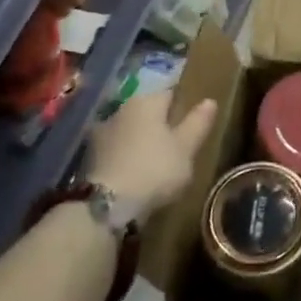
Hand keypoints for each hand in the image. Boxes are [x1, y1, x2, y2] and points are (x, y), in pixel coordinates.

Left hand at [84, 93, 217, 221]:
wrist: (107, 206)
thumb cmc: (155, 169)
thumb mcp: (186, 148)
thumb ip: (198, 123)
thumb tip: (209, 101)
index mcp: (147, 101)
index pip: (171, 94)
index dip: (183, 108)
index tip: (193, 126)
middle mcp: (123, 109)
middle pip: (149, 112)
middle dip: (161, 125)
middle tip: (177, 147)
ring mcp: (103, 132)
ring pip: (131, 130)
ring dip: (142, 141)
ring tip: (157, 163)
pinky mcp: (91, 156)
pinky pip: (118, 149)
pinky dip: (128, 156)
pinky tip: (136, 173)